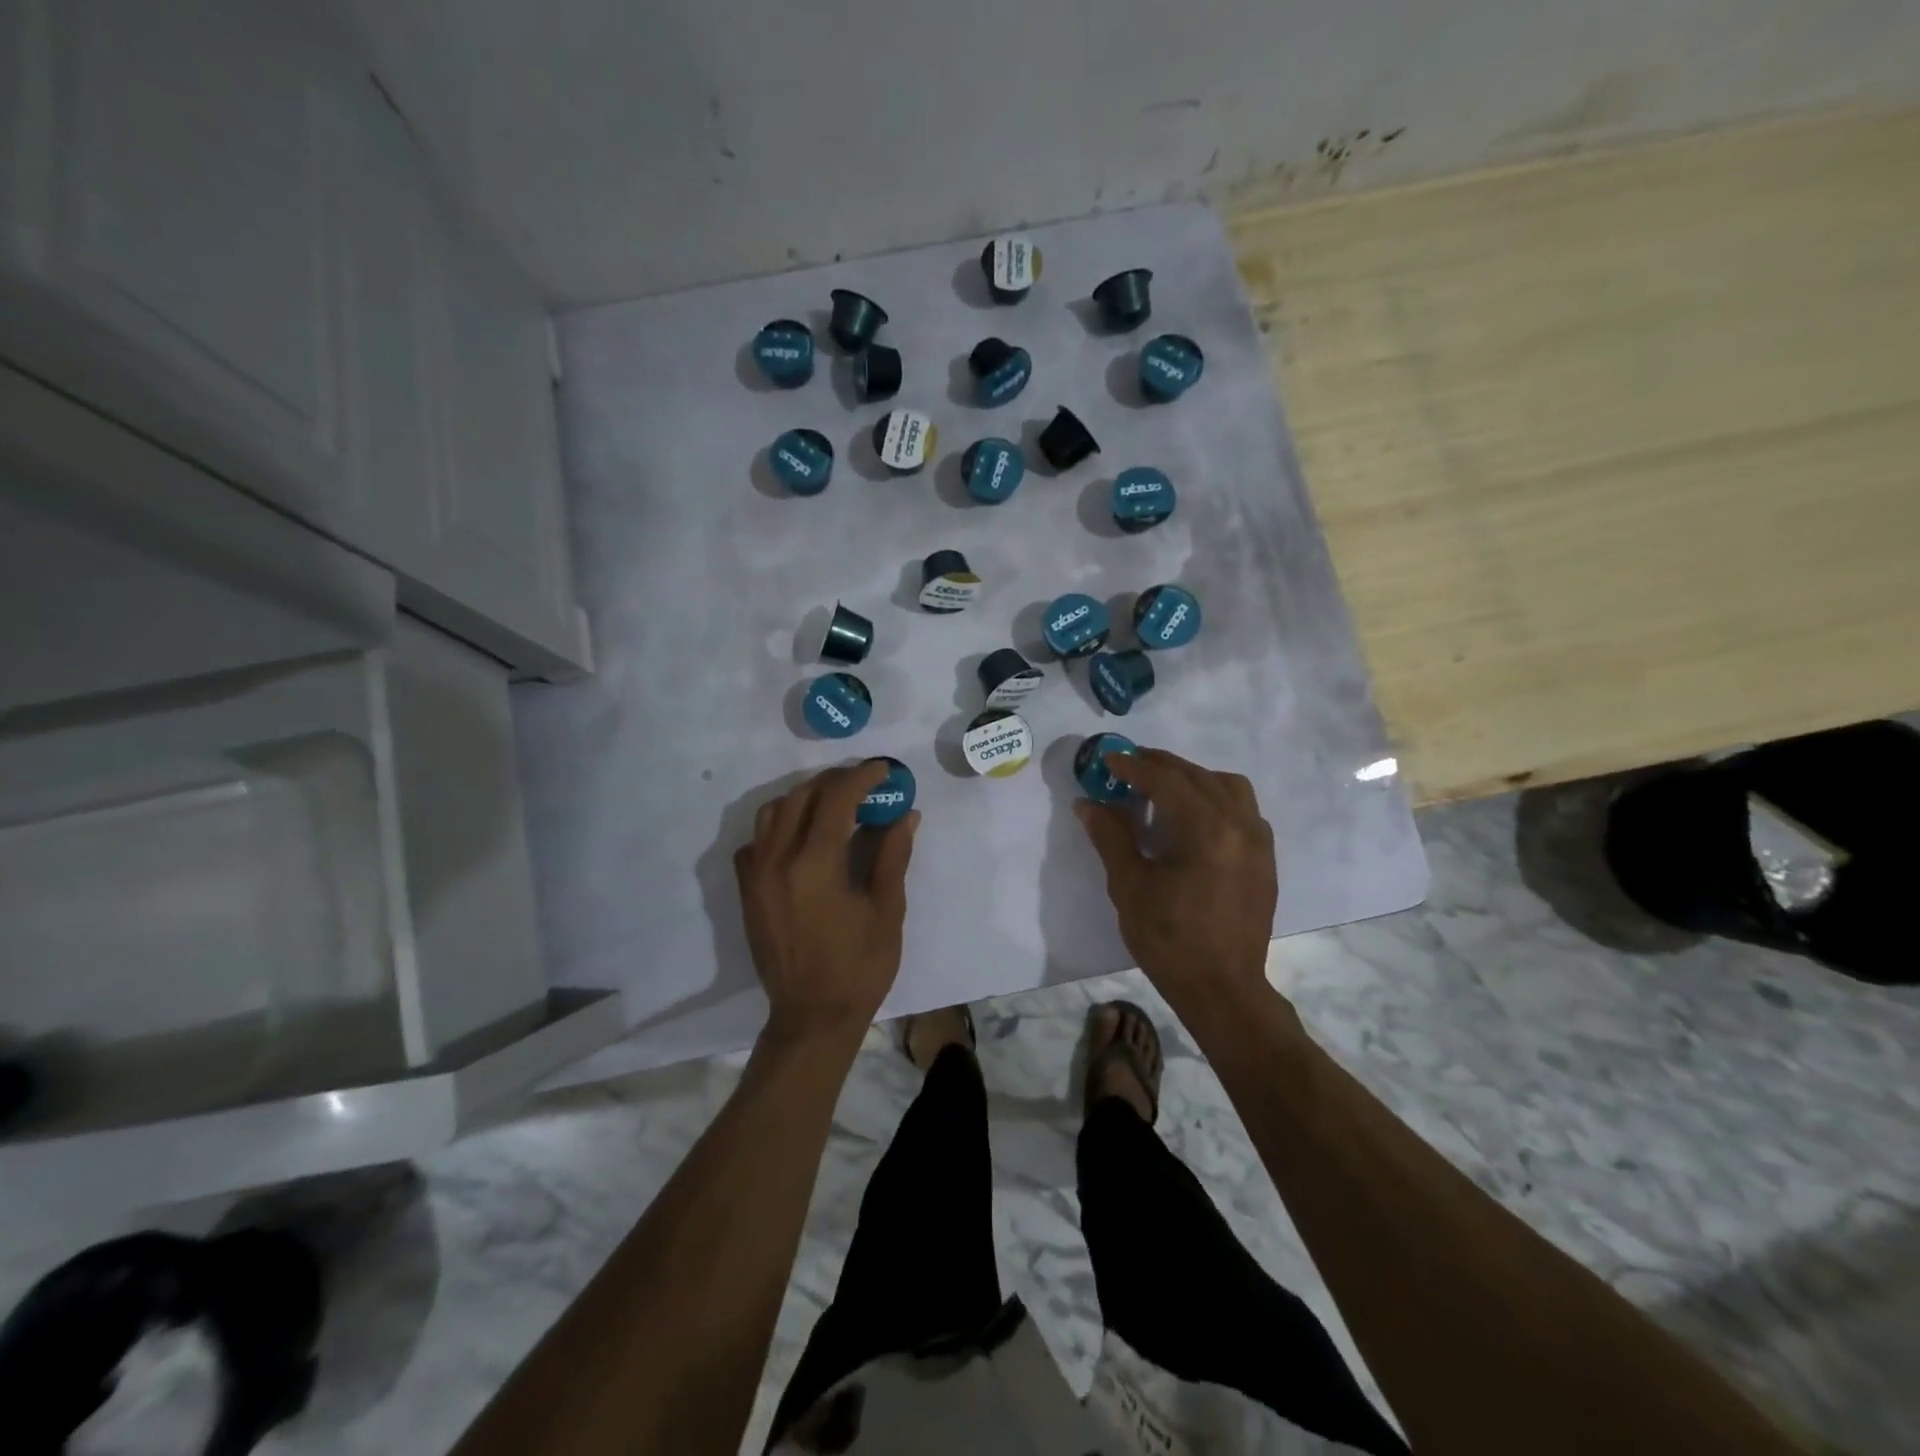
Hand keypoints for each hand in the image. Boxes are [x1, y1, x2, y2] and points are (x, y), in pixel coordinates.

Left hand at [735, 761, 919, 1041]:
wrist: (813, 1016)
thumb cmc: (860, 966)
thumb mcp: (887, 909)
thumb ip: (893, 855)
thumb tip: (906, 814)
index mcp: (816, 863)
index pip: (837, 799)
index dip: (861, 777)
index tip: (884, 770)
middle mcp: (778, 859)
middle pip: (801, 797)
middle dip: (834, 782)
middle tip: (863, 785)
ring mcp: (757, 875)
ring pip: (772, 813)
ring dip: (803, 799)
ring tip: (832, 806)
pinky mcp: (747, 891)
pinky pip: (755, 842)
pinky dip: (778, 828)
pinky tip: (800, 840)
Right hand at [1075, 749, 1277, 1018]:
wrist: (1222, 989)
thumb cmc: (1170, 939)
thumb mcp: (1130, 886)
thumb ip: (1111, 837)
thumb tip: (1088, 802)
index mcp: (1207, 830)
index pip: (1167, 780)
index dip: (1133, 766)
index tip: (1107, 759)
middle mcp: (1240, 825)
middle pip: (1198, 776)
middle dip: (1160, 765)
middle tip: (1127, 766)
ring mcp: (1258, 842)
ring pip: (1228, 787)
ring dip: (1193, 778)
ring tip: (1163, 788)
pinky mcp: (1264, 860)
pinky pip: (1243, 810)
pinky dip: (1216, 799)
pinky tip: (1194, 819)